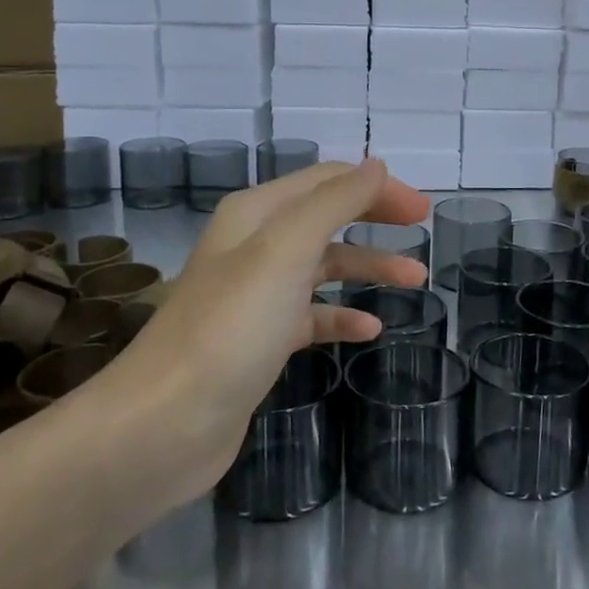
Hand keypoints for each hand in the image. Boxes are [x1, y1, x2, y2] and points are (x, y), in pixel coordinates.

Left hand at [106, 159, 430, 491]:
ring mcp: (257, 296)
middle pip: (326, 218)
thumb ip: (334, 202)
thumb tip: (376, 165)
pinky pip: (311, 317)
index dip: (375, 187)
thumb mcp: (286, 250)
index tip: (421, 209)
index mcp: (256, 214)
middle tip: (422, 229)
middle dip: (375, 219)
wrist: (165, 423)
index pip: (326, 181)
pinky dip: (342, 317)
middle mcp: (254, 246)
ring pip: (323, 268)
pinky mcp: (260, 342)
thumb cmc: (231, 326)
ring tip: (415, 281)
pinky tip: (370, 331)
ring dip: (368, 268)